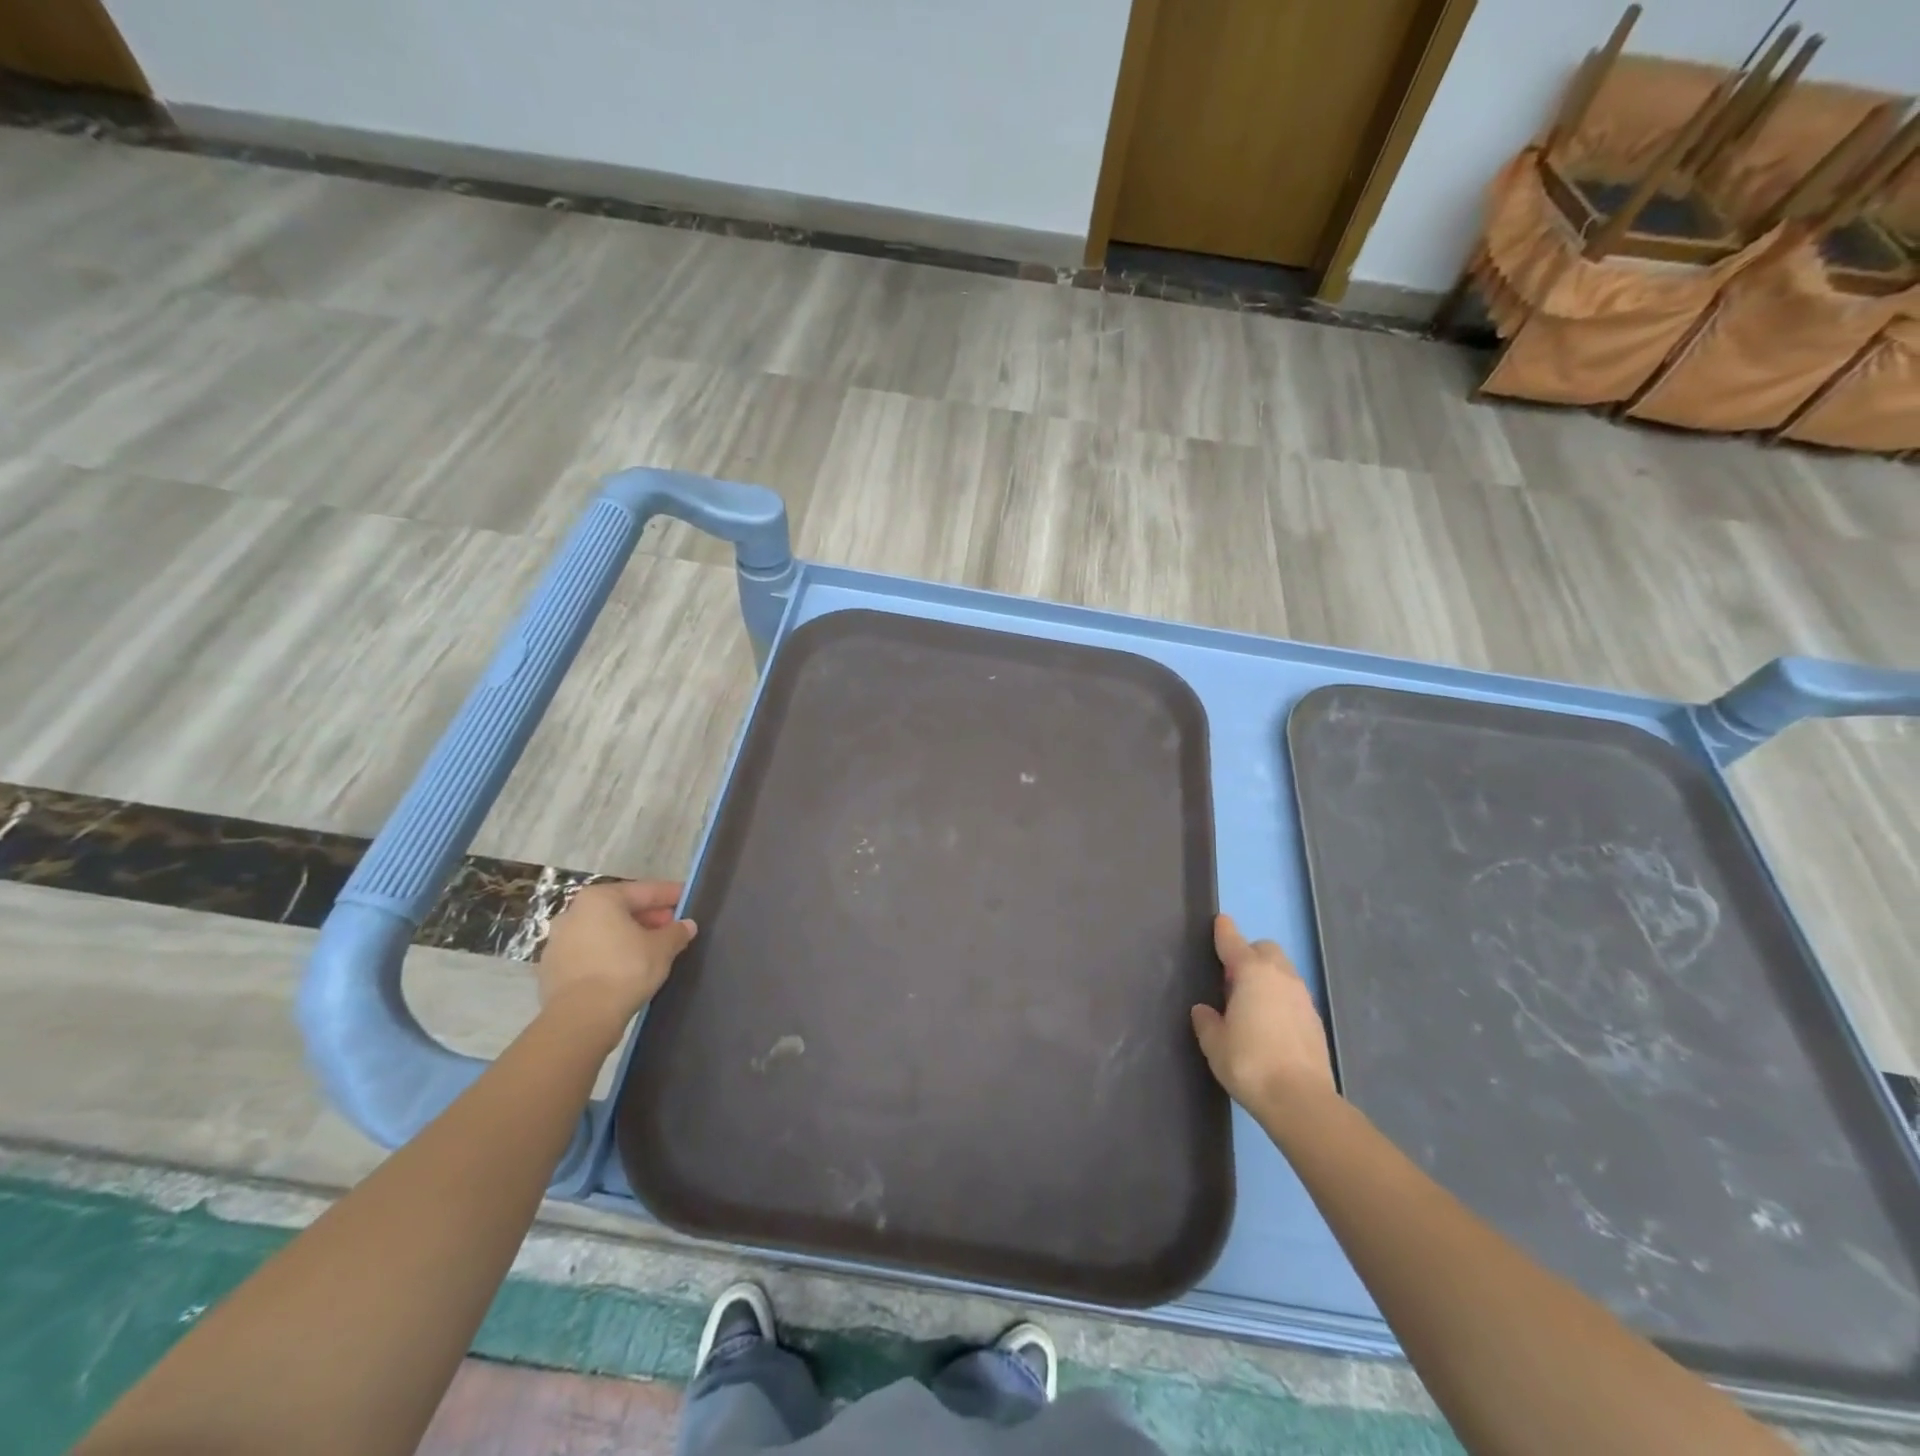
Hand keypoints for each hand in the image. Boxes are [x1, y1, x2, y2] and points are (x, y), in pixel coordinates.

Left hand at [537, 880, 695, 1026]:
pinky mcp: (551, 969)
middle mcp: (573, 913)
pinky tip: (626, 968)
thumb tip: (686, 925)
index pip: (644, 891)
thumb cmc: (625, 970)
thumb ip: (676, 932)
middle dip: (647, 917)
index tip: (687, 898)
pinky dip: (608, 955)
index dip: (669, 895)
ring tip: (651, 949)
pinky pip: (589, 953)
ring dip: (627, 936)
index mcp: (600, 899)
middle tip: (671, 927)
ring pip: (602, 931)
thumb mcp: (662, 948)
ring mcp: (558, 942)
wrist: (581, 1018)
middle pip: (620, 909)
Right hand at [1191, 914, 1336, 1112]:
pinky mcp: (1315, 1020)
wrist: (1300, 1099)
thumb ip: (1207, 1021)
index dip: (1224, 931)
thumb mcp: (1214, 1042)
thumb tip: (1205, 1010)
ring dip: (1267, 976)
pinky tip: (1270, 1023)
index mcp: (1251, 973)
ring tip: (1251, 1002)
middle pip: (1265, 949)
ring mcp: (1302, 997)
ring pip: (1283, 971)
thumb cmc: (1249, 1062)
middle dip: (1249, 954)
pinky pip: (1293, 995)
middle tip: (1232, 978)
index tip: (1220, 921)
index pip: (1233, 942)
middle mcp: (1280, 976)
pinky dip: (1280, 998)